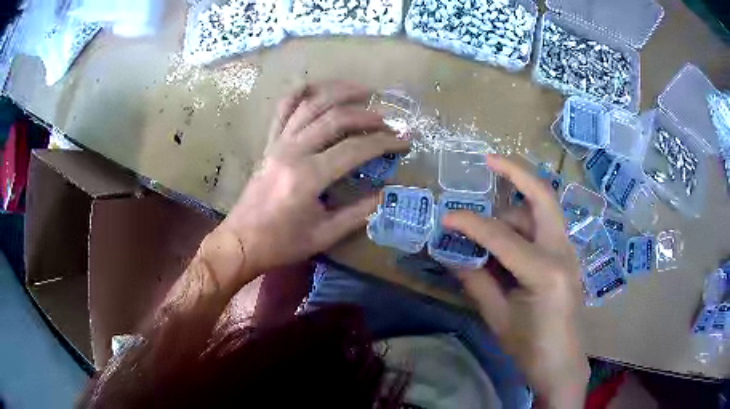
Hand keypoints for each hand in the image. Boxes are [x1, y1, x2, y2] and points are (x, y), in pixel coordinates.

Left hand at [215, 81, 408, 280]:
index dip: (384, 142)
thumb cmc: (282, 243)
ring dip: (338, 92)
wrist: (242, 241)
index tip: (404, 141)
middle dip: (367, 116)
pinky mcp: (269, 143)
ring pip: (310, 105)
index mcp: (308, 177)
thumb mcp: (325, 235)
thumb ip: (359, 213)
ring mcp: (278, 144)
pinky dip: (298, 93)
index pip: (354, 149)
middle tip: (388, 121)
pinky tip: (314, 84)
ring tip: (362, 90)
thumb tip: (387, 194)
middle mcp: (293, 152)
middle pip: (335, 119)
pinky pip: (282, 110)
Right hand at [444, 154, 587, 407]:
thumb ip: (475, 280)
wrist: (561, 364)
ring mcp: (569, 252)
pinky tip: (505, 243)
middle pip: (543, 197)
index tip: (446, 217)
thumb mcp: (498, 317)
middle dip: (516, 173)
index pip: (502, 236)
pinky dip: (523, 226)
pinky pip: (544, 228)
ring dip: (514, 210)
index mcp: (546, 271)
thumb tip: (451, 253)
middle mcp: (563, 252)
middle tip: (489, 160)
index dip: (471, 224)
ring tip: (487, 230)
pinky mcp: (566, 257)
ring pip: (542, 211)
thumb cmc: (530, 348)